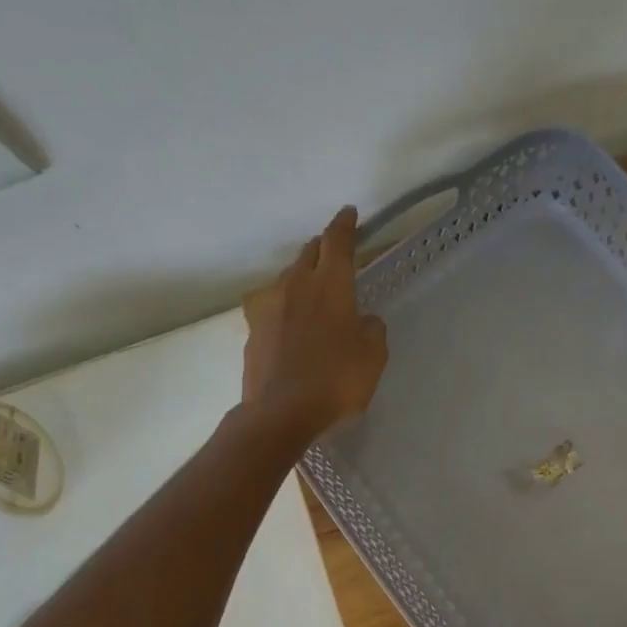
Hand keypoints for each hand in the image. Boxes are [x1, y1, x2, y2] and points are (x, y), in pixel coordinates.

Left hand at [241, 206, 388, 440]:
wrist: (279, 413)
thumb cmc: (335, 381)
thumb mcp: (373, 356)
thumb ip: (372, 329)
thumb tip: (364, 320)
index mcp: (330, 285)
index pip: (337, 241)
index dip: (345, 224)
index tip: (349, 214)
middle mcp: (296, 286)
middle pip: (308, 253)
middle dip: (323, 247)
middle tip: (334, 253)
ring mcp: (269, 307)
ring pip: (288, 279)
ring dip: (302, 277)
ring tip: (313, 291)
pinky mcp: (254, 331)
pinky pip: (274, 308)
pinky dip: (287, 309)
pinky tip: (293, 327)